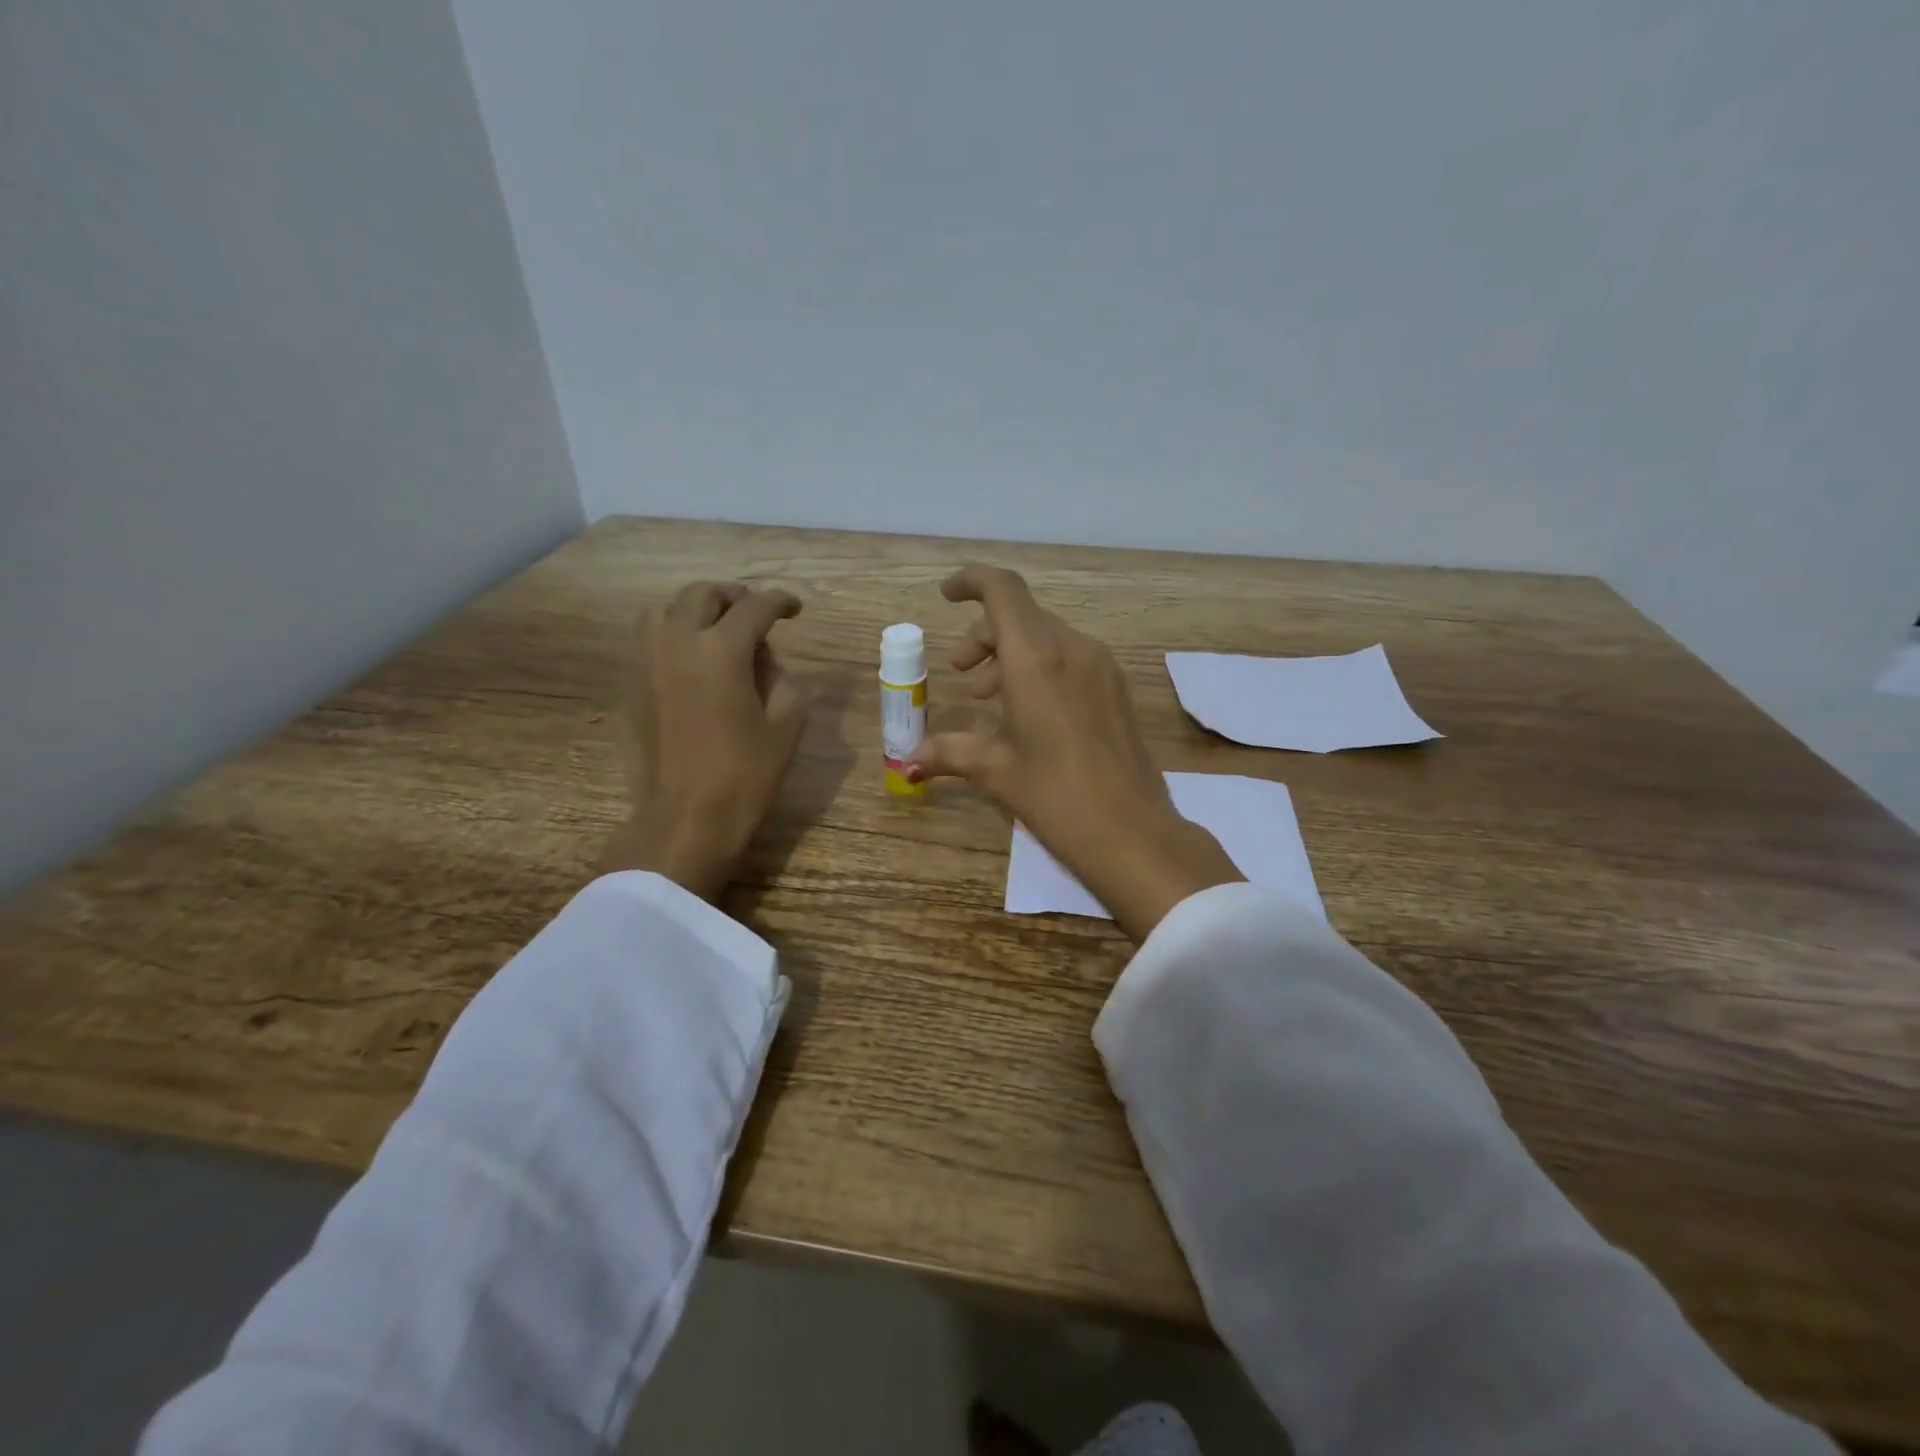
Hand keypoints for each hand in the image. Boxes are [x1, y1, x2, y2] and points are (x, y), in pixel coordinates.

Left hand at [599, 582, 807, 900]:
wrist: (686, 816)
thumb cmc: (746, 773)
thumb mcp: (787, 723)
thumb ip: (780, 676)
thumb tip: (761, 658)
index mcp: (721, 650)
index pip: (755, 607)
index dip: (780, 602)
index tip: (795, 609)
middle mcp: (677, 642)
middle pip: (703, 594)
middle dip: (734, 597)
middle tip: (755, 613)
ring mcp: (646, 661)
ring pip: (666, 610)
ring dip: (697, 610)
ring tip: (718, 630)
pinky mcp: (631, 684)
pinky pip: (650, 640)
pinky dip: (674, 635)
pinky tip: (693, 659)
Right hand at [908, 566, 1241, 941]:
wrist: (1132, 831)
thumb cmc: (1054, 795)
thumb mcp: (995, 770)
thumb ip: (949, 752)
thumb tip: (910, 760)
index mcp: (1036, 658)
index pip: (1002, 590)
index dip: (971, 581)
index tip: (946, 596)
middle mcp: (1072, 648)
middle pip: (1022, 616)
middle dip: (984, 635)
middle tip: (961, 672)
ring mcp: (1101, 666)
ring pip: (1047, 637)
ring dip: (1011, 655)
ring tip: (987, 698)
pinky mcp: (1117, 688)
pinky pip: (1070, 659)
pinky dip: (1040, 669)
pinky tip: (1027, 712)